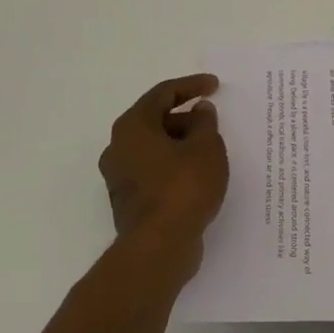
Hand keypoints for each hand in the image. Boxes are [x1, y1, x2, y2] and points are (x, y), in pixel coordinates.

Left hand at [98, 74, 229, 245]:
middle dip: (185, 117)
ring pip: (153, 147)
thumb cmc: (183, 188)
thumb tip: (199, 110)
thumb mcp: (206, 148)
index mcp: (133, 126)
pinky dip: (174, 165)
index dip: (191, 86)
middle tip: (214, 122)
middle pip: (154, 120)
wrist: (159, 246)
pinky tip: (197, 175)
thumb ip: (205, 123)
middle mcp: (118, 147)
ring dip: (180, 143)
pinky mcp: (128, 200)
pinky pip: (153, 170)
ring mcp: (119, 176)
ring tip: (210, 150)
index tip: (214, 85)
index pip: (162, 94)